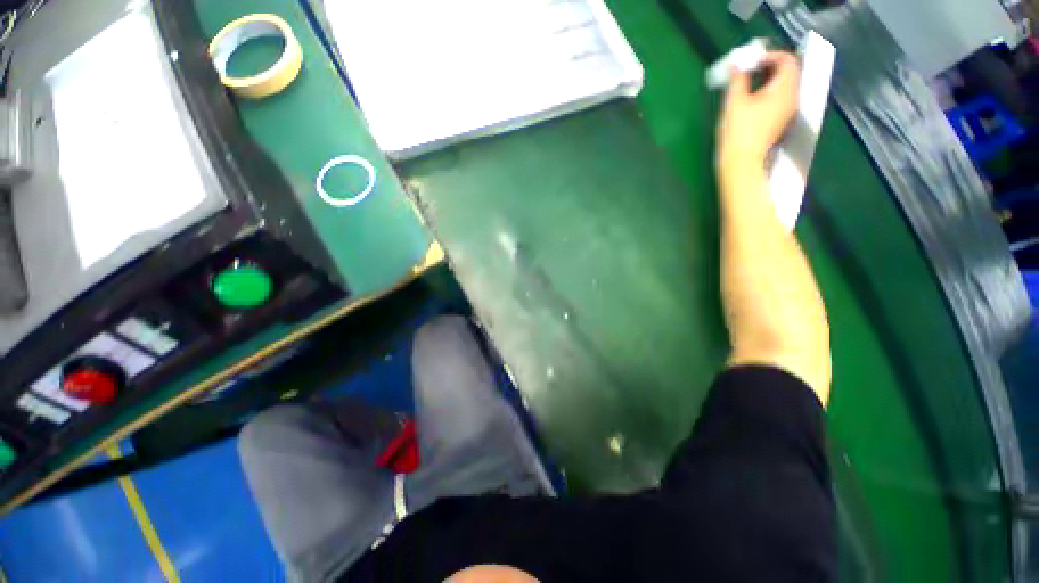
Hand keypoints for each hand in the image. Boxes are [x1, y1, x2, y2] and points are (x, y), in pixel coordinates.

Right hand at [716, 51, 800, 174]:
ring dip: (769, 80)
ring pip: (785, 86)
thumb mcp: (734, 101)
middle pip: (788, 72)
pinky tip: (753, 100)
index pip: (787, 60)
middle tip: (749, 70)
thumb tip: (738, 63)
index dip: (769, 55)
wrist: (742, 163)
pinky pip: (780, 99)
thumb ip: (738, 78)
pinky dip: (769, 93)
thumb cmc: (738, 132)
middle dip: (769, 67)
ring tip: (748, 84)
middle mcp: (792, 97)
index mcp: (784, 88)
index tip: (750, 61)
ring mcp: (788, 111)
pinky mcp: (781, 122)